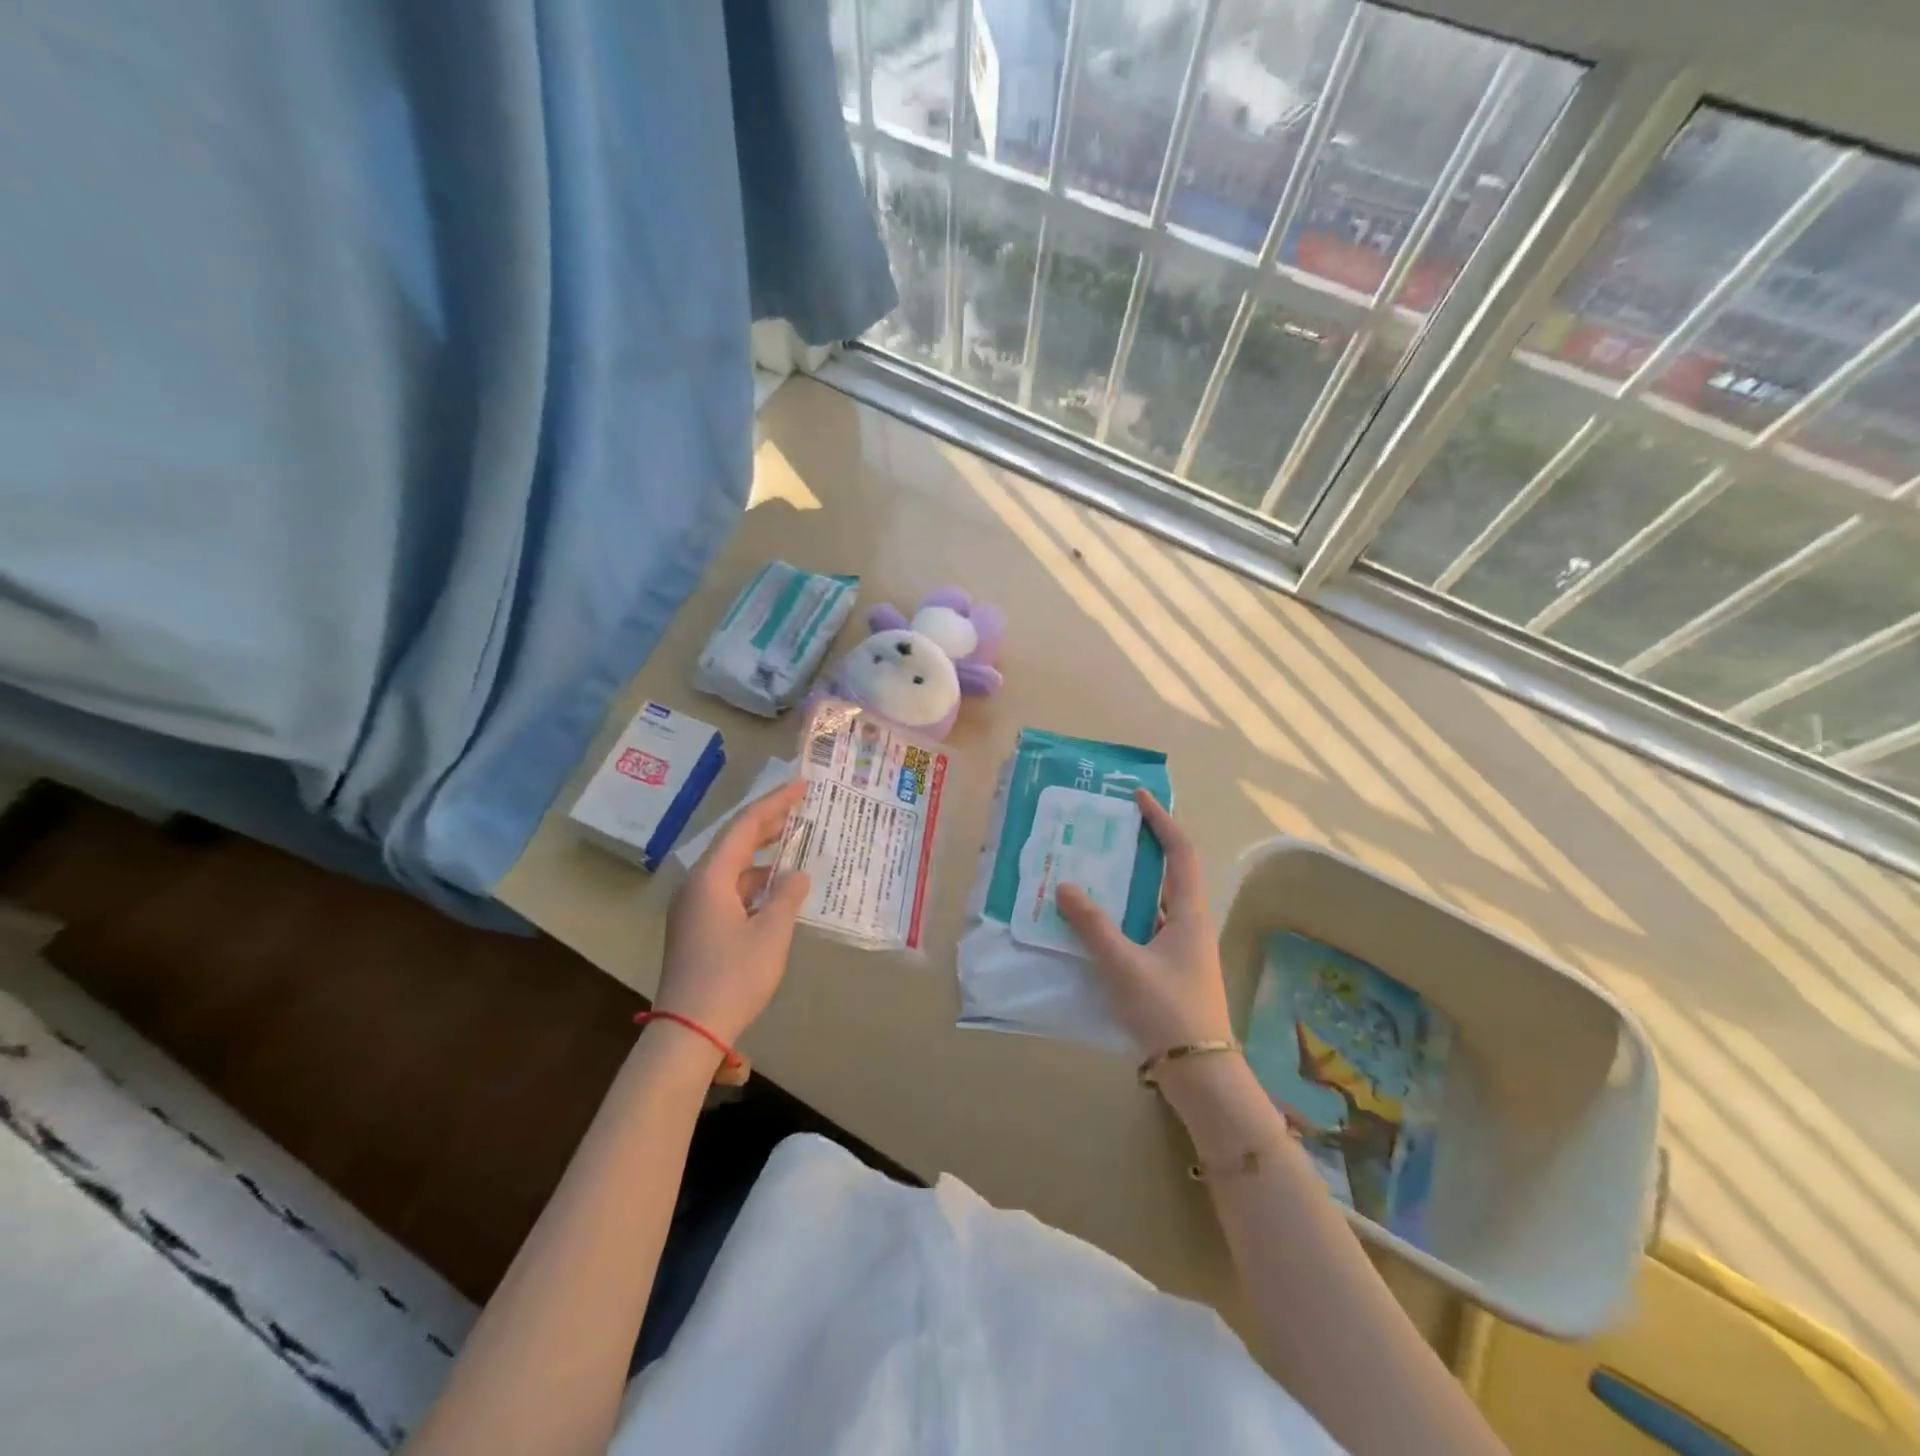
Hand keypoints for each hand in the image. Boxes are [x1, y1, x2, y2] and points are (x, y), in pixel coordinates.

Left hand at [656, 780, 810, 1061]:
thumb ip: (787, 896)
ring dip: (762, 854)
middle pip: (734, 842)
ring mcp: (692, 907)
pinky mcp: (695, 928)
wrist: (688, 1030)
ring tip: (794, 843)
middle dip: (768, 823)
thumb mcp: (771, 933)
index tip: (802, 786)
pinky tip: (775, 888)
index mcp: (711, 877)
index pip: (745, 826)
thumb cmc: (733, 977)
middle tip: (801, 807)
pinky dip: (753, 881)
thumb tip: (796, 874)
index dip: (775, 803)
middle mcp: (697, 885)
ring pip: (731, 867)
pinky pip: (727, 889)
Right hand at [1056, 790, 1232, 1058]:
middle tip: (1105, 831)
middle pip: (1168, 873)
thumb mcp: (1125, 965)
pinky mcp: (1169, 970)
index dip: (1162, 821)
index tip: (1139, 798)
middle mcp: (1189, 924)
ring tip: (1092, 869)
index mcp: (1189, 914)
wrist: (1199, 1074)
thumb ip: (1093, 925)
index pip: (1180, 852)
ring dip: (1128, 883)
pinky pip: (1144, 927)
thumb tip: (1064, 885)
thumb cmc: (1168, 1011)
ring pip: (1154, 902)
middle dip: (1140, 847)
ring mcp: (1181, 949)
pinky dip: (1123, 915)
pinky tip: (1094, 921)